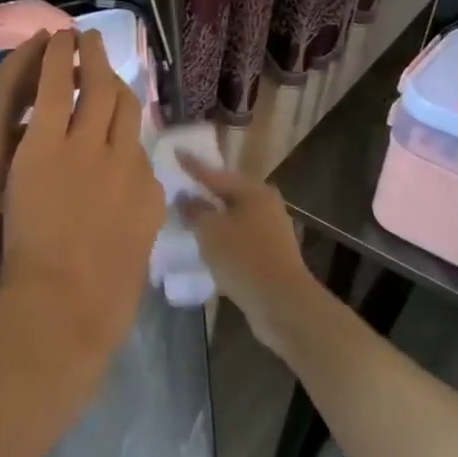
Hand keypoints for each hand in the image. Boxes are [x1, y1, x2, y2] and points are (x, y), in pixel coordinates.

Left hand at [0, 29, 163, 367]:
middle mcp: (126, 160)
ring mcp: (87, 148)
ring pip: (96, 88)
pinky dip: (58, 60)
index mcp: (145, 194)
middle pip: (124, 106)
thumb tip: (136, 213)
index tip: (116, 107)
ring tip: (84, 36)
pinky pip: (56, 88)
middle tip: (105, 53)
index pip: (138, 145)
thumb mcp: (132, 262)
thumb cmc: (98, 304)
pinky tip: (58, 39)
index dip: (126, 120)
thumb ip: (134, 229)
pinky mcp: (48, 143)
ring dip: (90, 58)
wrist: (66, 308)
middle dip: (114, 76)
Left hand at [0, 32, 49, 310]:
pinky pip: (2, 137)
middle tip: (67, 55)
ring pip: (5, 116)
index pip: (7, 84)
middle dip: (32, 69)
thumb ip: (35, 168)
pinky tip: (47, 140)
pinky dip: (24, 127)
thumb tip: (64, 134)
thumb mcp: (11, 202)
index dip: (29, 58)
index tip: (55, 37)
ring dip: (31, 99)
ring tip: (67, 93)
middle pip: (5, 92)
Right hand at [181, 157, 322, 360]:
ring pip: (234, 218)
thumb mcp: (210, 230)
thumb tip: (185, 197)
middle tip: (180, 187)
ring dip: (213, 219)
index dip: (192, 166)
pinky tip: (207, 246)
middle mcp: (266, 206)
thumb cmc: (243, 258)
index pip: (215, 174)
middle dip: (205, 193)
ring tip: (188, 218)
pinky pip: (239, 239)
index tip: (175, 153)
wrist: (282, 303)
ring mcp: (271, 232)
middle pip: (228, 194)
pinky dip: (222, 239)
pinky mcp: (270, 255)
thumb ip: (194, 210)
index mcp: (253, 192)